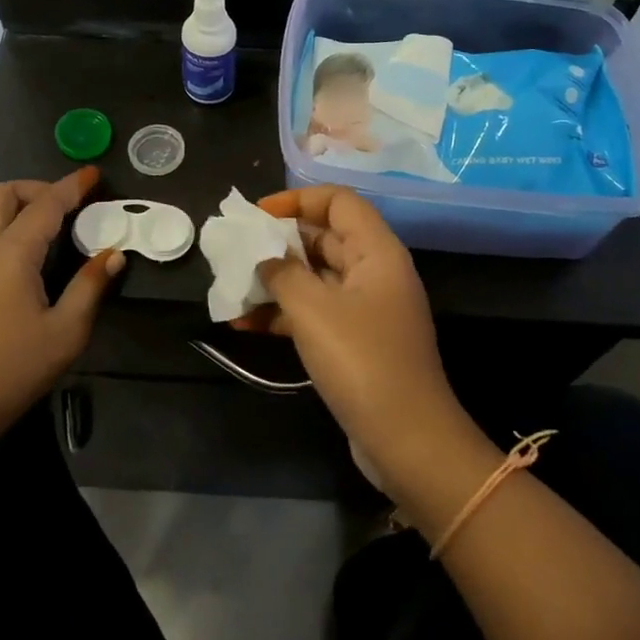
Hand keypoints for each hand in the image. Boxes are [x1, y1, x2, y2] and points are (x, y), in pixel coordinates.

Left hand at [0, 168, 122, 453]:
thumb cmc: (15, 369)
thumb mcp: (68, 331)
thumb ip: (91, 286)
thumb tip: (113, 253)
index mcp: (13, 254)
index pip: (46, 205)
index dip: (72, 187)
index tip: (92, 175)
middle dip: (31, 189)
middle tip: (58, 205)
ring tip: (8, 215)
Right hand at [243, 186, 469, 490]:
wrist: (407, 440)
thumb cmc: (362, 361)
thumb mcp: (313, 310)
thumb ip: (282, 273)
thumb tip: (263, 257)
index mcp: (377, 251)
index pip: (338, 202)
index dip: (297, 200)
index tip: (257, 215)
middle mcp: (375, 272)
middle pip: (325, 237)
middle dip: (279, 242)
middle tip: (237, 251)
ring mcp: (368, 308)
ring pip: (316, 278)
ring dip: (276, 281)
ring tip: (232, 289)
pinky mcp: (357, 341)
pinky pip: (317, 312)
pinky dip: (285, 314)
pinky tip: (245, 324)